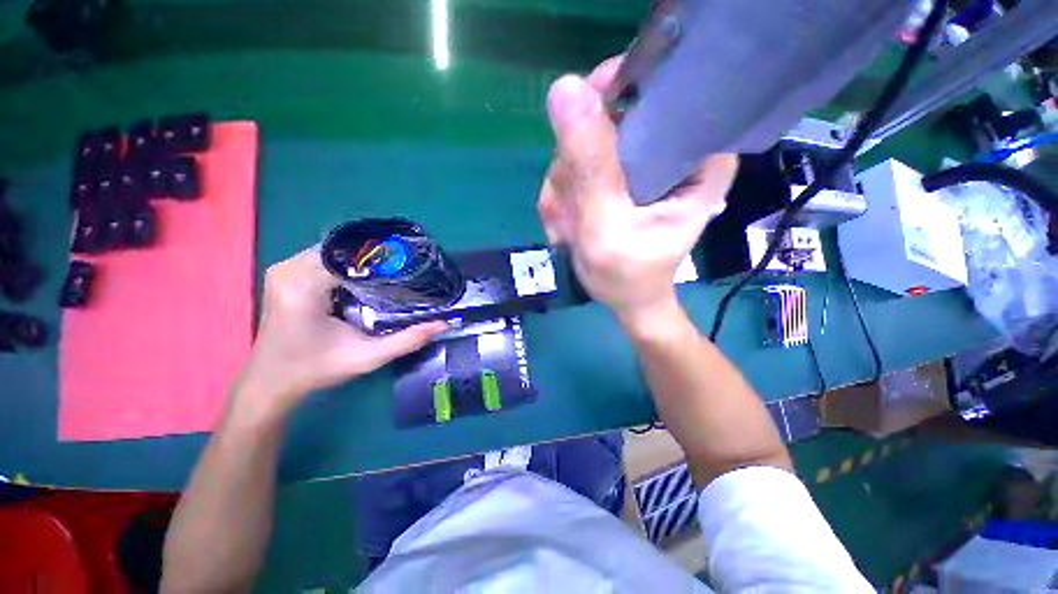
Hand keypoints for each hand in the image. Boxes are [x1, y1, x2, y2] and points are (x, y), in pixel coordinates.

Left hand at [230, 248, 445, 422]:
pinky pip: (323, 259)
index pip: (351, 254)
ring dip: (362, 261)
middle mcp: (289, 269)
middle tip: (404, 268)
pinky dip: (348, 266)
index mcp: (304, 284)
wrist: (271, 382)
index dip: (383, 255)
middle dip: (375, 257)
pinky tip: (367, 279)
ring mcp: (283, 269)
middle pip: (343, 248)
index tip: (410, 263)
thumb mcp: (367, 356)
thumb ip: (407, 339)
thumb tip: (443, 324)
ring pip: (334, 251)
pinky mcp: (285, 275)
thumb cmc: (315, 369)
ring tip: (391, 272)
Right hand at [537, 57, 737, 330]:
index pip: (660, 89)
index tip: (581, 133)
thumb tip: (565, 88)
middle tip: (574, 213)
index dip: (613, 97)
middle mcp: (670, 149)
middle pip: (608, 120)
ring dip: (565, 191)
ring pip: (582, 147)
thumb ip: (590, 165)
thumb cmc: (628, 274)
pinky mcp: (614, 178)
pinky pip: (573, 170)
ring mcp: (636, 163)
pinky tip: (569, 227)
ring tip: (572, 229)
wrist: (626, 300)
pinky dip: (563, 200)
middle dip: (576, 169)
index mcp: (697, 155)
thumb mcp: (608, 223)